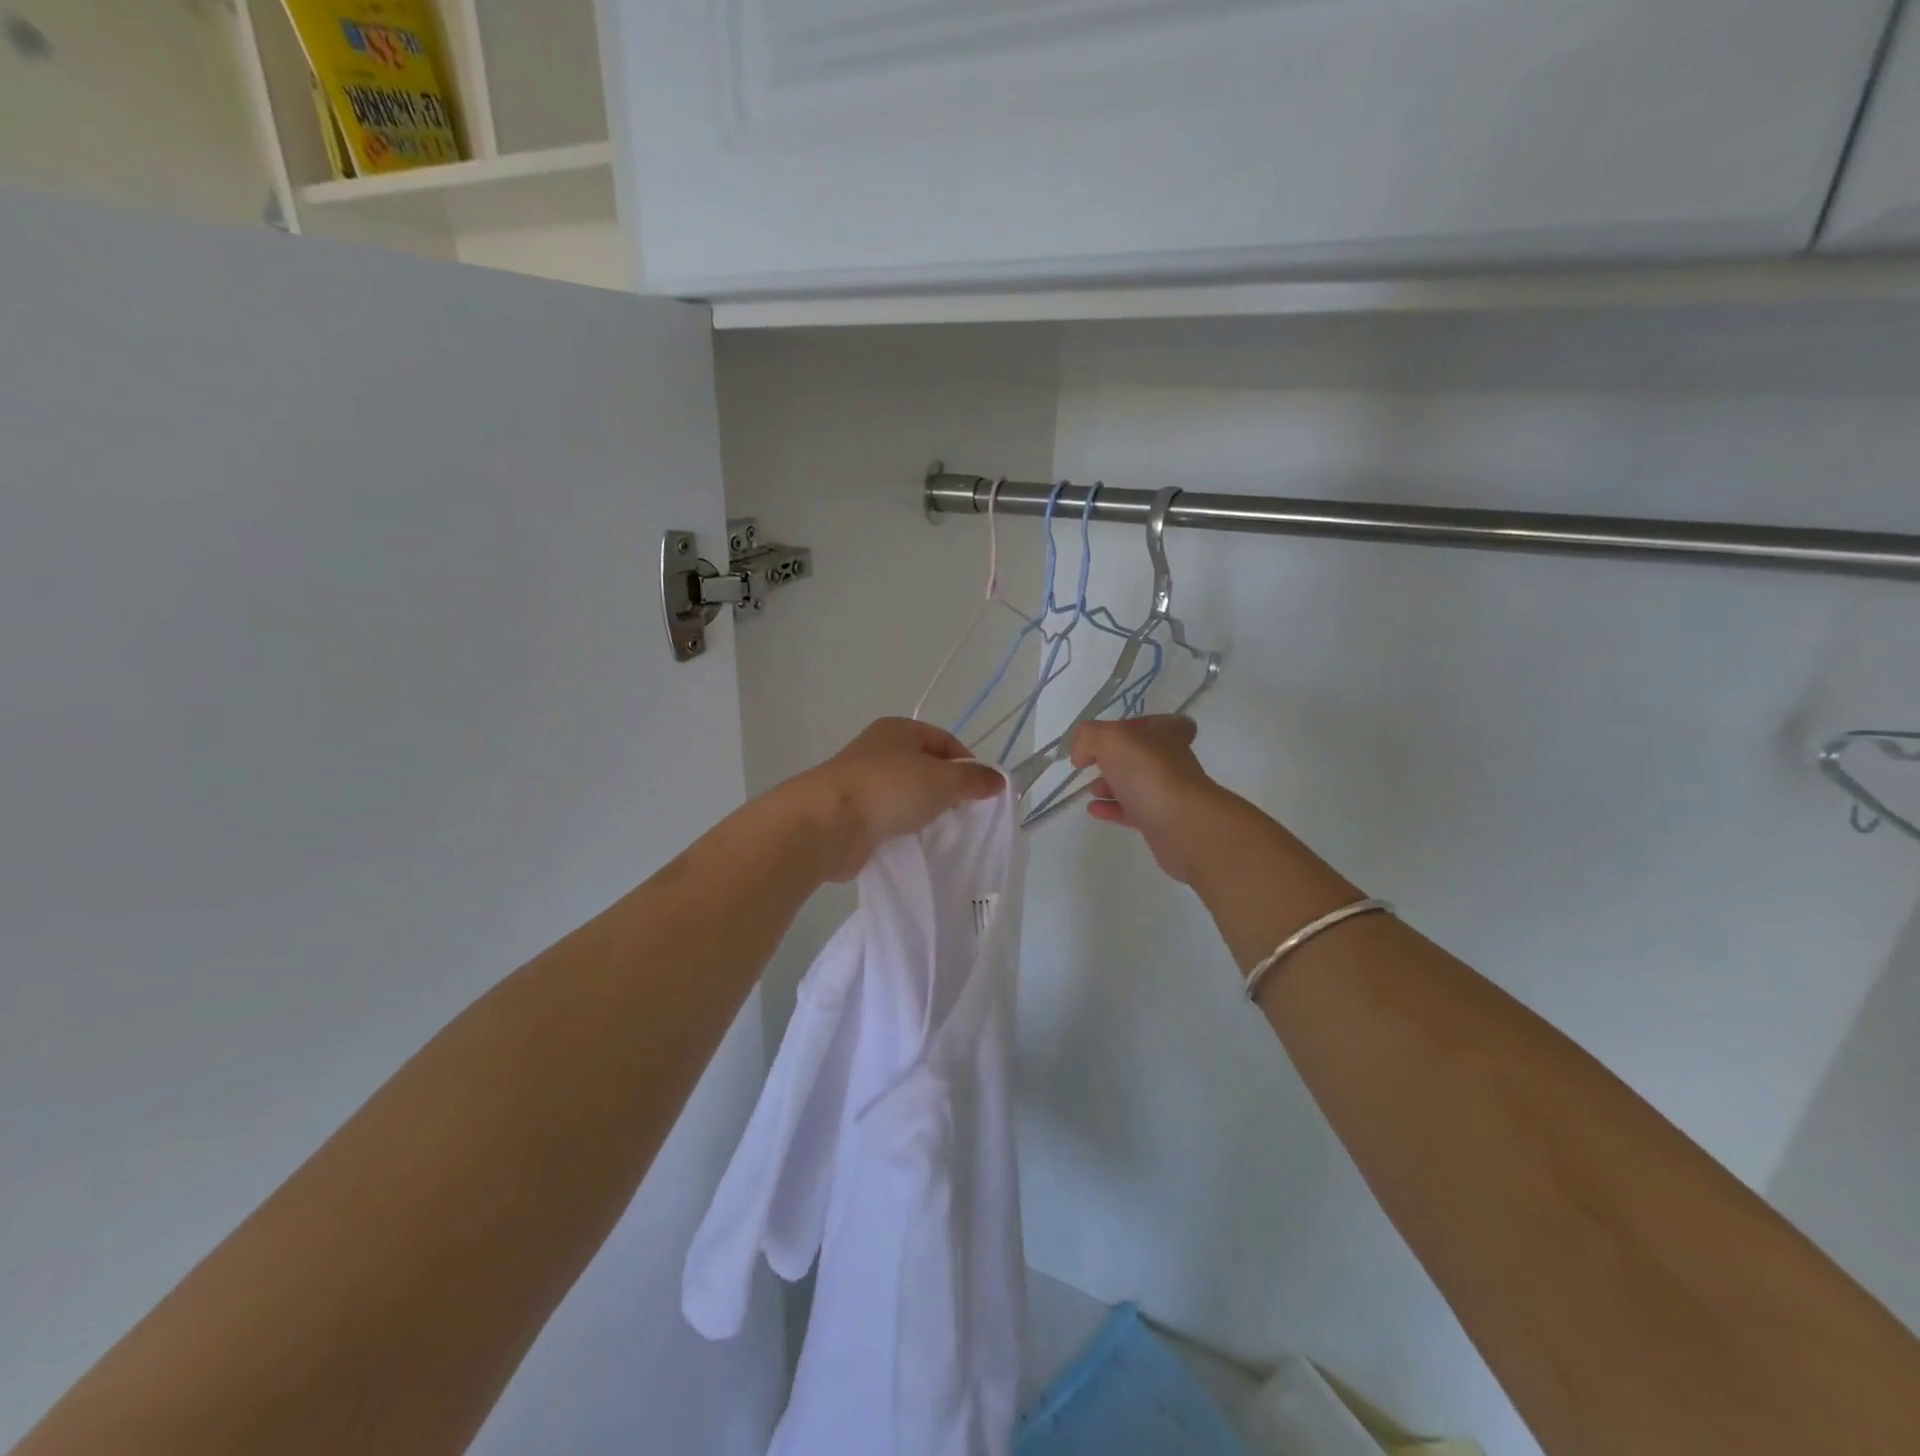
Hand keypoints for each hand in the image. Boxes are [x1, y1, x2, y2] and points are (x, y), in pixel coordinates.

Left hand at [791, 718, 1004, 881]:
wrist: (827, 823)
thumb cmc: (889, 789)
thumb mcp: (943, 780)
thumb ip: (973, 780)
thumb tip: (997, 780)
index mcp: (898, 729)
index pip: (945, 741)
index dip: (968, 763)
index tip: (981, 791)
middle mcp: (878, 749)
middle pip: (925, 767)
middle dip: (946, 789)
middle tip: (964, 814)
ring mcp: (861, 781)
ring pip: (905, 794)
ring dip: (922, 811)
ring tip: (939, 830)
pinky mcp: (851, 813)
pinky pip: (886, 817)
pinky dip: (901, 828)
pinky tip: (912, 842)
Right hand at [1070, 715, 1228, 883]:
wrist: (1183, 826)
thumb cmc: (1149, 774)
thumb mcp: (1111, 739)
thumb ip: (1089, 737)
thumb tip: (1081, 755)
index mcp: (1166, 734)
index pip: (1159, 722)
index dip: (1136, 726)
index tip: (1113, 737)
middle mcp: (1171, 761)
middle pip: (1142, 755)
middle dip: (1115, 759)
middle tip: (1093, 765)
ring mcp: (1168, 793)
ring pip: (1137, 784)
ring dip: (1111, 785)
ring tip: (1091, 790)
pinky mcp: (1161, 822)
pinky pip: (1132, 811)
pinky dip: (1112, 809)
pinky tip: (1093, 810)